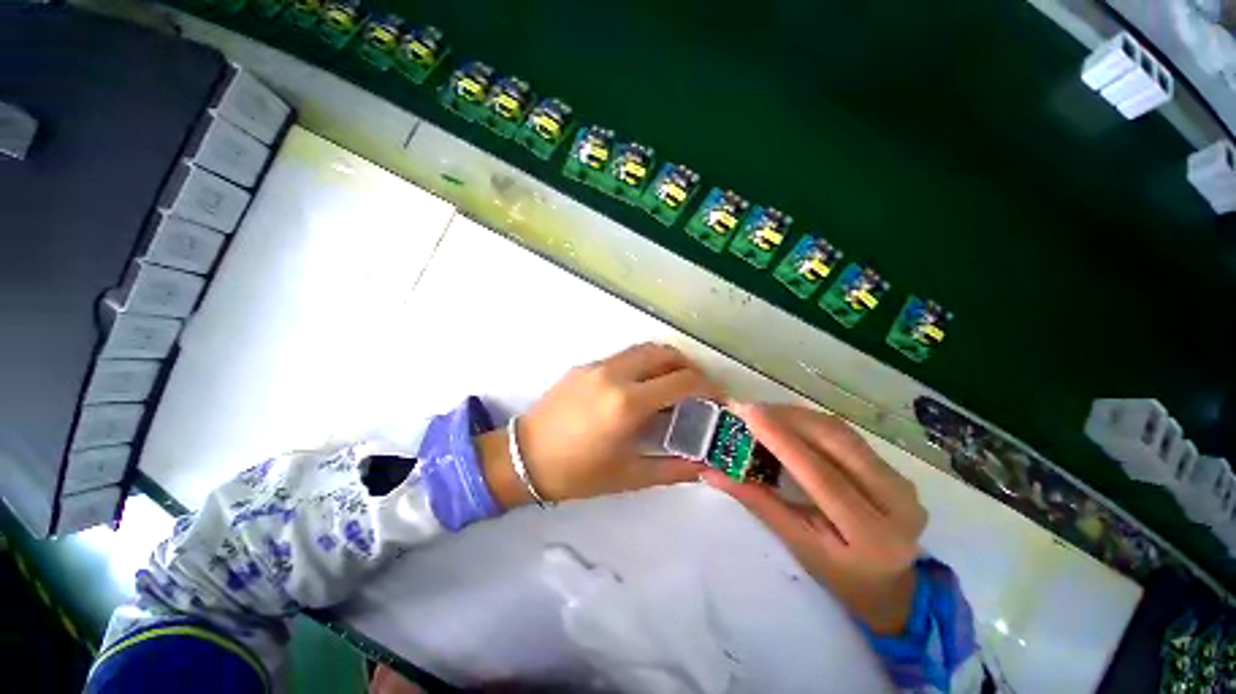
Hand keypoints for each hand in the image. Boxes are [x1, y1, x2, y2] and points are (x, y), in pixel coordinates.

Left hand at [481, 343, 723, 506]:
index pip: (682, 381)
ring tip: (672, 384)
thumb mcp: (629, 476)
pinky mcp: (585, 365)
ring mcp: (597, 366)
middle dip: (689, 366)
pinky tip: (638, 388)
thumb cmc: (577, 473)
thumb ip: (673, 469)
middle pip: (665, 353)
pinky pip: (623, 356)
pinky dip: (642, 364)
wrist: (523, 457)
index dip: (708, 386)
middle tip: (697, 388)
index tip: (718, 397)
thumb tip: (704, 464)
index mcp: (628, 403)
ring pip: (643, 349)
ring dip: (665, 361)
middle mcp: (615, 374)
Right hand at [702, 403, 926, 634]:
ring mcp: (902, 481)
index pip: (822, 476)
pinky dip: (812, 423)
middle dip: (789, 419)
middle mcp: (897, 502)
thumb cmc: (839, 575)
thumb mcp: (797, 544)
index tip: (749, 414)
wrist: (891, 586)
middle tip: (750, 410)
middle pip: (836, 442)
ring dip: (799, 417)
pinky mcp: (895, 468)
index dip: (783, 440)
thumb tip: (713, 472)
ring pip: (842, 432)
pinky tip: (788, 421)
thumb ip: (758, 502)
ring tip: (764, 413)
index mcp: (873, 534)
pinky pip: (846, 435)